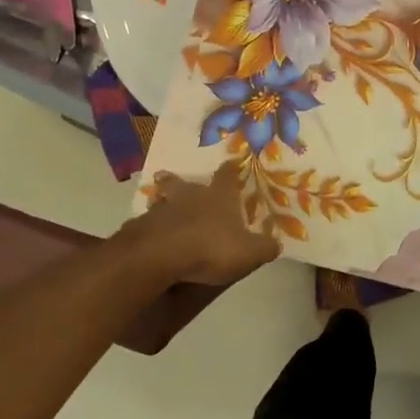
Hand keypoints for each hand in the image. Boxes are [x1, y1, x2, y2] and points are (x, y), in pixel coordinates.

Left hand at [123, 163, 280, 285]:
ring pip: (161, 200)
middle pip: (182, 182)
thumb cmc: (211, 247)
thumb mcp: (249, 252)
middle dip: (177, 180)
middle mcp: (190, 197)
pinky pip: (147, 223)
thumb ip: (264, 247)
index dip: (230, 170)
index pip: (226, 177)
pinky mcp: (142, 227)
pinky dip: (150, 225)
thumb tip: (277, 244)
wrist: (161, 255)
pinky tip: (150, 233)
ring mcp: (162, 210)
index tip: (231, 163)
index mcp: (219, 198)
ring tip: (158, 203)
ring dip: (161, 201)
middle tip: (167, 176)